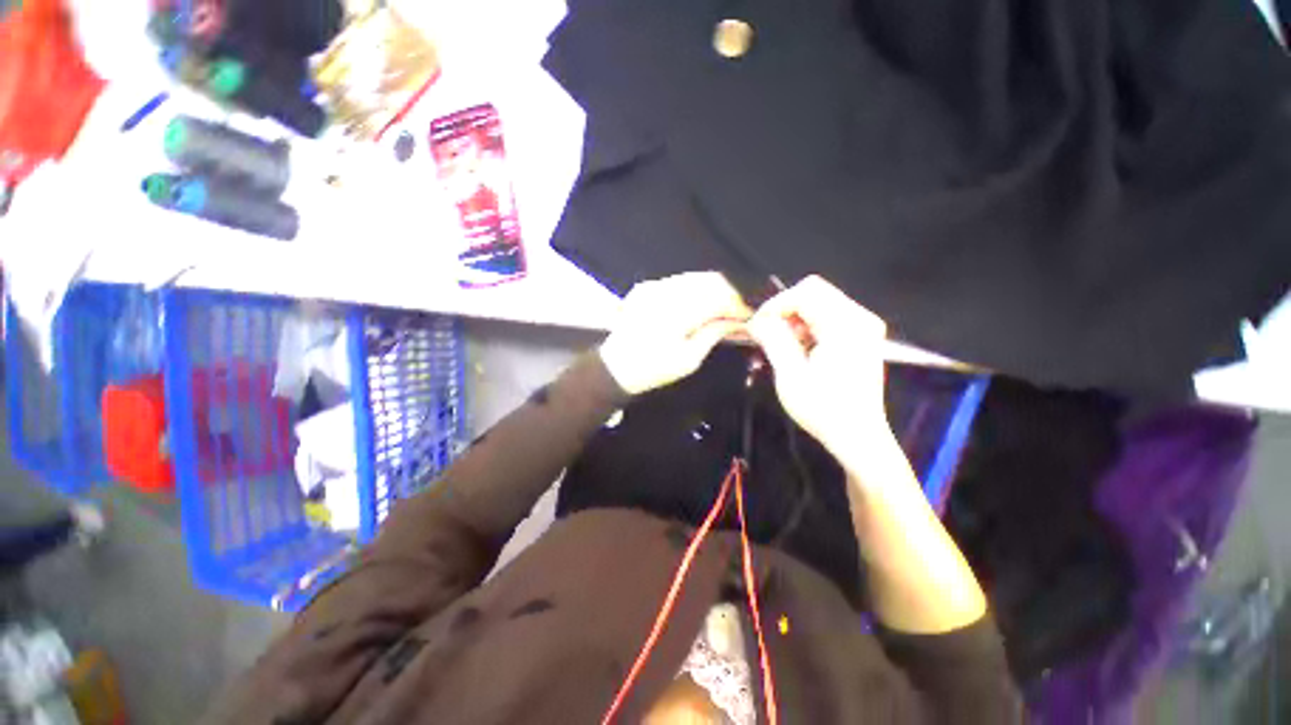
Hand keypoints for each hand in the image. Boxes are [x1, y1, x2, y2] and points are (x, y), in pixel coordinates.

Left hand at [600, 272, 751, 394]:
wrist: (615, 367)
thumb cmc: (653, 369)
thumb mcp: (689, 359)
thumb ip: (714, 333)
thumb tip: (738, 320)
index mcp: (676, 313)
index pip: (718, 296)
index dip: (738, 303)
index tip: (750, 314)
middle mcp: (664, 292)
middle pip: (709, 280)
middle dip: (730, 293)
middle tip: (739, 311)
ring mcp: (653, 286)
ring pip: (695, 277)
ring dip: (714, 289)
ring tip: (724, 308)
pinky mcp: (646, 287)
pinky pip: (679, 281)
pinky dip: (695, 289)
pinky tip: (701, 304)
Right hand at [746, 276, 890, 456]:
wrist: (858, 437)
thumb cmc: (823, 409)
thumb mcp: (790, 375)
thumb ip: (773, 339)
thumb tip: (757, 319)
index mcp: (846, 326)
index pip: (804, 293)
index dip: (775, 305)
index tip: (756, 326)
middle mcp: (860, 318)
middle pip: (814, 291)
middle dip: (784, 309)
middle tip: (765, 334)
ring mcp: (865, 326)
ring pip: (820, 302)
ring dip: (794, 319)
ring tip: (779, 344)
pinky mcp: (862, 336)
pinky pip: (828, 316)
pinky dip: (807, 326)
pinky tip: (798, 348)